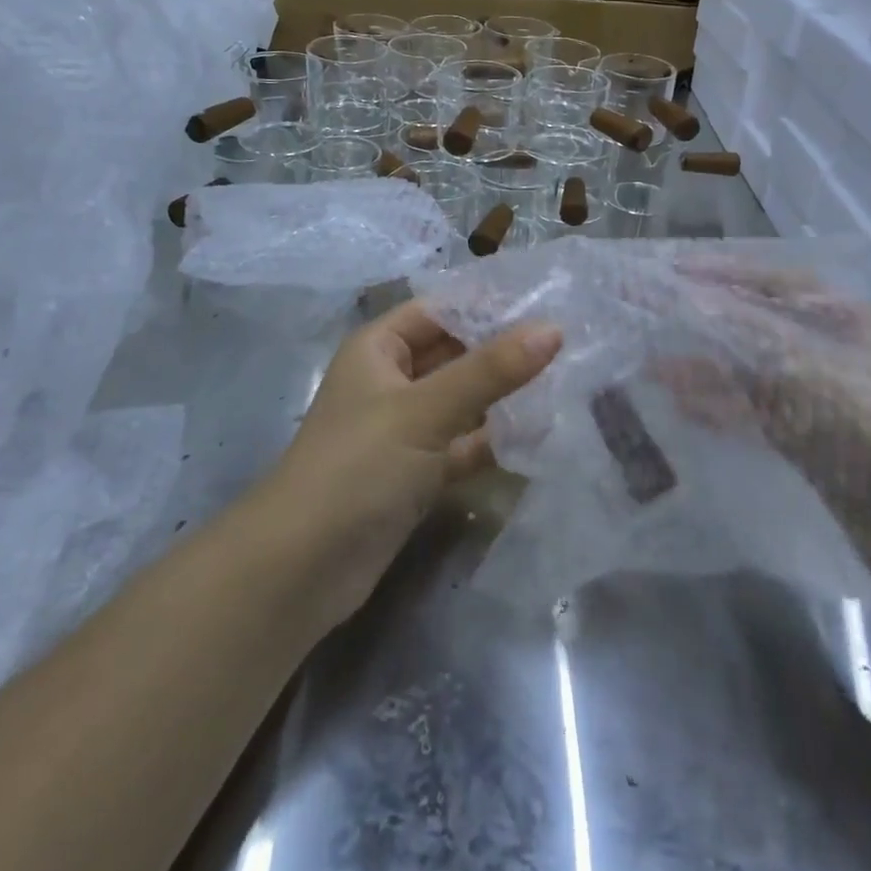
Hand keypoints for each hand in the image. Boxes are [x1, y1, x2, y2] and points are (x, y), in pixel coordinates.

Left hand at [261, 299, 561, 624]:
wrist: (301, 569)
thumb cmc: (358, 466)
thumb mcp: (426, 409)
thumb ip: (491, 370)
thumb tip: (553, 329)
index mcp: (379, 349)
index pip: (440, 310)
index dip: (488, 305)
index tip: (547, 301)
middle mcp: (391, 382)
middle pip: (455, 354)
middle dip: (503, 351)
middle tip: (569, 343)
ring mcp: (404, 430)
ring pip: (463, 401)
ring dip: (504, 396)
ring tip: (566, 381)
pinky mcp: (416, 474)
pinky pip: (463, 444)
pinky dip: (494, 439)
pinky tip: (540, 434)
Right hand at [654, 259, 870, 598]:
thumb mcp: (810, 374)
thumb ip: (742, 343)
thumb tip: (681, 318)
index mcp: (849, 318)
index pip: (771, 282)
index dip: (718, 276)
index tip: (668, 274)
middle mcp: (838, 349)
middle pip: (758, 326)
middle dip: (705, 324)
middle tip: (651, 320)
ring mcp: (828, 397)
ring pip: (754, 372)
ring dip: (707, 371)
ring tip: (654, 369)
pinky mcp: (819, 441)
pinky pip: (760, 412)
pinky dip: (724, 408)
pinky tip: (685, 409)